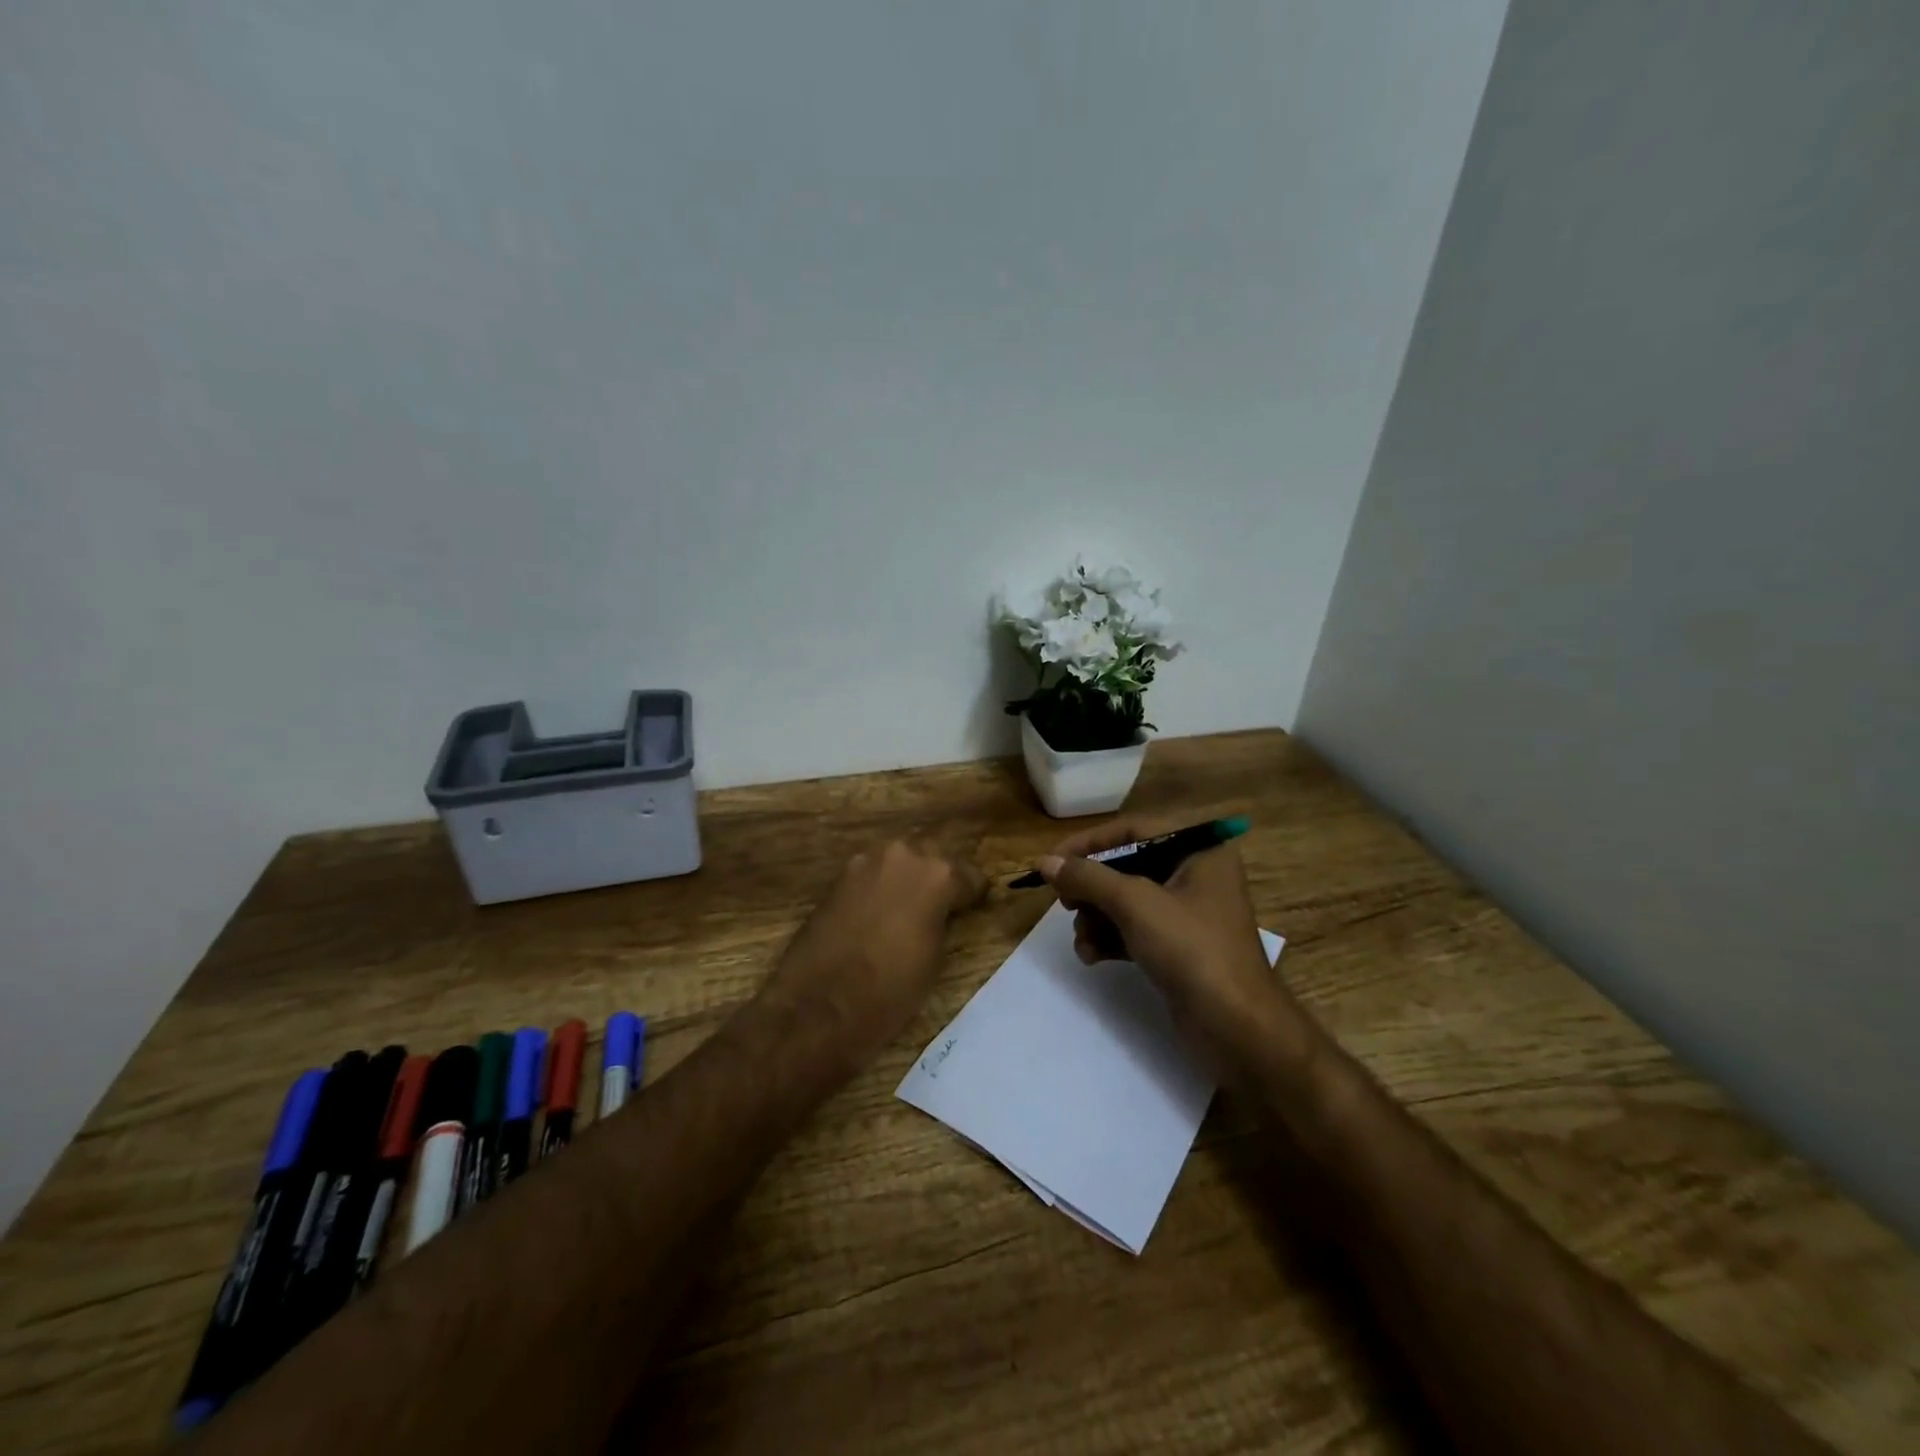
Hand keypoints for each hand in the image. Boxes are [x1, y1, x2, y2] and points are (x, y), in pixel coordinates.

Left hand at [764, 839, 987, 1069]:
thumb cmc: (890, 991)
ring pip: (899, 862)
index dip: (973, 895)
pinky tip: (879, 915)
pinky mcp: (838, 877)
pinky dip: (880, 889)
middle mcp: (903, 856)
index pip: (969, 875)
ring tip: (907, 912)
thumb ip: (943, 920)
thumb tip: (940, 912)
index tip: (973, 908)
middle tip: (940, 908)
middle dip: (938, 879)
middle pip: (932, 858)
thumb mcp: (935, 958)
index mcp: (937, 875)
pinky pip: (872, 875)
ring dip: (906, 880)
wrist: (819, 1007)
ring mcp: (865, 862)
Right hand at [1038, 818, 1285, 1058]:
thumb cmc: (1192, 949)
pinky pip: (1134, 929)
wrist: (1237, 1028)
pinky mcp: (1179, 947)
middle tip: (1065, 903)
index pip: (1133, 830)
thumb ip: (1088, 877)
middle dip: (1092, 889)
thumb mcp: (1135, 904)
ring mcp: (1188, 913)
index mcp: (1199, 850)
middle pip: (1127, 867)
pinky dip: (1110, 938)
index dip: (1089, 843)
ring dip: (1097, 918)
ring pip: (1126, 901)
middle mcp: (1196, 874)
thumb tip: (1046, 861)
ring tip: (1082, 941)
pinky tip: (1092, 956)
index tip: (1053, 861)